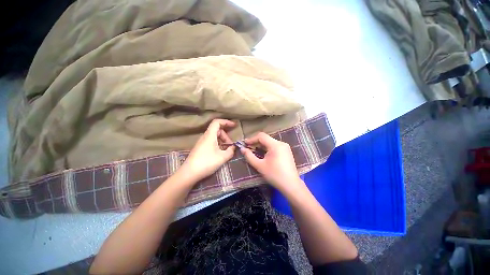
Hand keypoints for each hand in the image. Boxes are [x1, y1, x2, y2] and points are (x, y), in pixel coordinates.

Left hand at [180, 119, 235, 181]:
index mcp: (209, 135)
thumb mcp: (222, 157)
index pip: (217, 122)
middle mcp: (205, 137)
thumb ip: (230, 151)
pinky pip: (211, 142)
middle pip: (217, 130)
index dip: (226, 122)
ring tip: (227, 150)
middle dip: (226, 136)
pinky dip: (218, 144)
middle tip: (231, 145)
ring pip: (214, 137)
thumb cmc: (207, 162)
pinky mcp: (200, 148)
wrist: (189, 173)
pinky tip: (220, 153)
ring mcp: (202, 143)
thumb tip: (233, 147)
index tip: (234, 125)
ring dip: (222, 141)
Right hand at [240, 132, 303, 193]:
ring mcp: (285, 148)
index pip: (261, 136)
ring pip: (270, 143)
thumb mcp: (259, 166)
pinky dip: (267, 149)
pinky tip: (263, 154)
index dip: (252, 139)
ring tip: (254, 151)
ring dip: (261, 146)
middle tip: (248, 148)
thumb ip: (249, 156)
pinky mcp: (287, 152)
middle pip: (266, 139)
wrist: (291, 185)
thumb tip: (242, 149)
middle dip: (256, 142)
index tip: (244, 144)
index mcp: (275, 145)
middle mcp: (281, 143)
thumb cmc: (274, 175)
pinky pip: (275, 147)